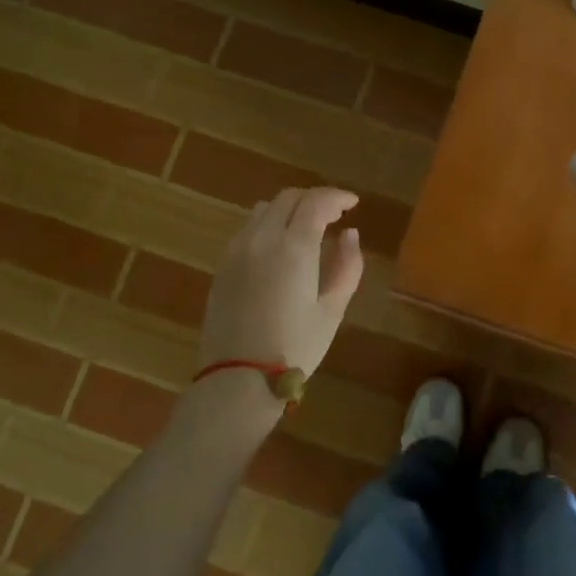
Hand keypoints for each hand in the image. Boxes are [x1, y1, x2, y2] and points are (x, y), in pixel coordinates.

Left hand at [199, 187, 364, 378]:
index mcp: (294, 247)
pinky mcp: (222, 265)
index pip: (316, 202)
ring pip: (264, 209)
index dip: (337, 197)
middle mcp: (262, 238)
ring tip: (306, 228)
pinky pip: (247, 229)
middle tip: (334, 215)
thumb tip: (350, 235)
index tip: (353, 204)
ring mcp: (237, 250)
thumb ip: (347, 266)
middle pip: (289, 198)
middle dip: (315, 199)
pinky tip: (279, 247)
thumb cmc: (295, 347)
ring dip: (289, 209)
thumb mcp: (332, 310)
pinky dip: (268, 224)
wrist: (239, 378)